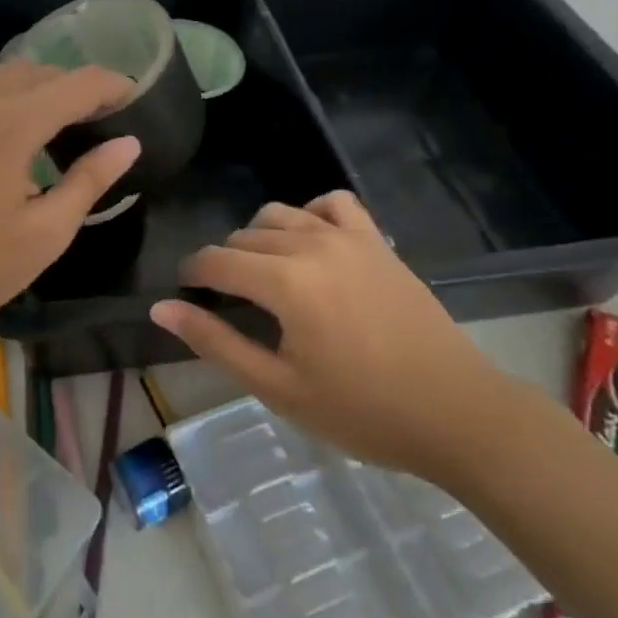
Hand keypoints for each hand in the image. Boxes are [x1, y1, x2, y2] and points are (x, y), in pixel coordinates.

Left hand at [0, 61, 139, 335]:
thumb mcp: (44, 233)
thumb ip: (89, 181)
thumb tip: (128, 143)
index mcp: (14, 123)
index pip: (79, 83)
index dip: (115, 86)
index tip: (140, 102)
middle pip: (46, 71)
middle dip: (82, 86)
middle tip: (108, 122)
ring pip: (14, 75)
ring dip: (47, 87)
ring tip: (69, 126)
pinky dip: (17, 95)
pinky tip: (24, 134)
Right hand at [149, 191, 515, 480]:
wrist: (457, 414)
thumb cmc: (363, 411)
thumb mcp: (278, 388)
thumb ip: (215, 343)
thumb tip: (161, 310)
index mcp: (284, 283)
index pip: (215, 261)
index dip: (192, 275)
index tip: (186, 294)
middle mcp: (310, 245)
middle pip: (243, 237)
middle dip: (225, 264)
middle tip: (230, 303)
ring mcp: (347, 237)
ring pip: (279, 215)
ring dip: (260, 239)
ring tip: (267, 277)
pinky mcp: (376, 240)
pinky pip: (332, 203)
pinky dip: (311, 214)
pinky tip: (311, 243)